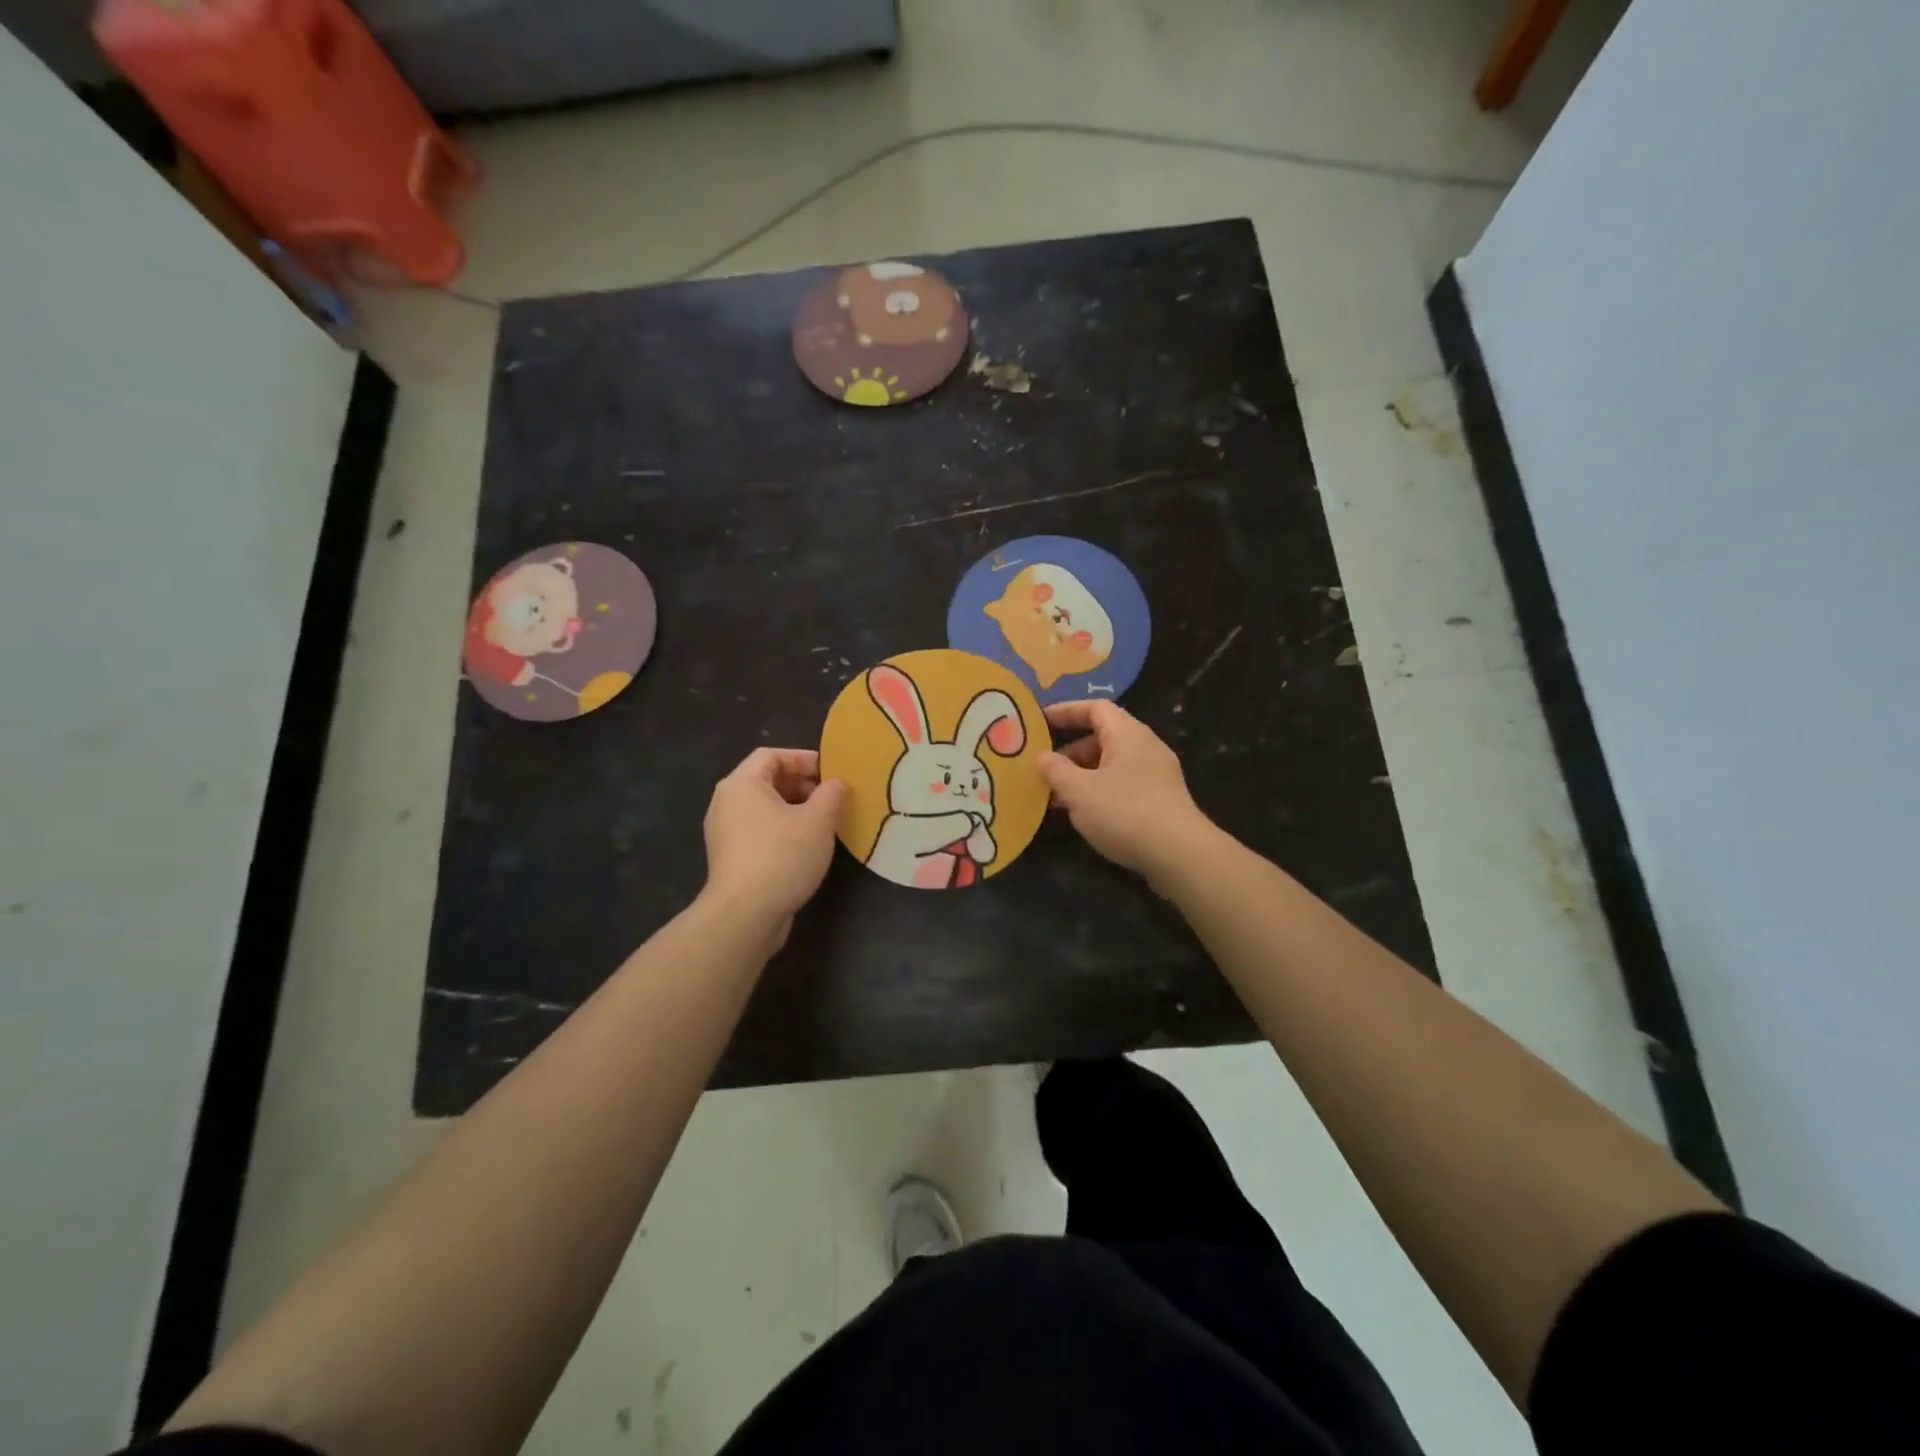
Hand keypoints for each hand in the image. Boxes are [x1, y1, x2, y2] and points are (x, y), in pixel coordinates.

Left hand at [702, 748, 845, 937]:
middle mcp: (726, 803)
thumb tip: (834, 784)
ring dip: (795, 810)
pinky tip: (807, 847)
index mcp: (741, 784)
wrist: (745, 914)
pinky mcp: (730, 858)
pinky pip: (760, 831)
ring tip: (825, 822)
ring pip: (764, 809)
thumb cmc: (782, 855)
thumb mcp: (818, 820)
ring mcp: (725, 832)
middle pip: (766, 780)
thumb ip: (831, 794)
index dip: (803, 758)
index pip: (771, 755)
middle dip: (802, 785)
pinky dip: (783, 830)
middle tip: (832, 797)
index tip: (831, 771)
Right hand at [1037, 702, 1211, 884]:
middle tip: (1045, 769)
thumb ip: (1056, 770)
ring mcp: (1157, 774)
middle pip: (1104, 736)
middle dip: (1071, 751)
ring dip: (1083, 775)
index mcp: (1128, 734)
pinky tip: (1085, 814)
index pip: (1095, 708)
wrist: (1179, 854)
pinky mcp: (1162, 800)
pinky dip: (1100, 791)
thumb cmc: (1124, 812)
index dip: (1066, 711)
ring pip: (1112, 764)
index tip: (1040, 721)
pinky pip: (1124, 784)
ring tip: (1058, 797)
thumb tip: (1042, 756)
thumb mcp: (1079, 790)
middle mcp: (1146, 746)